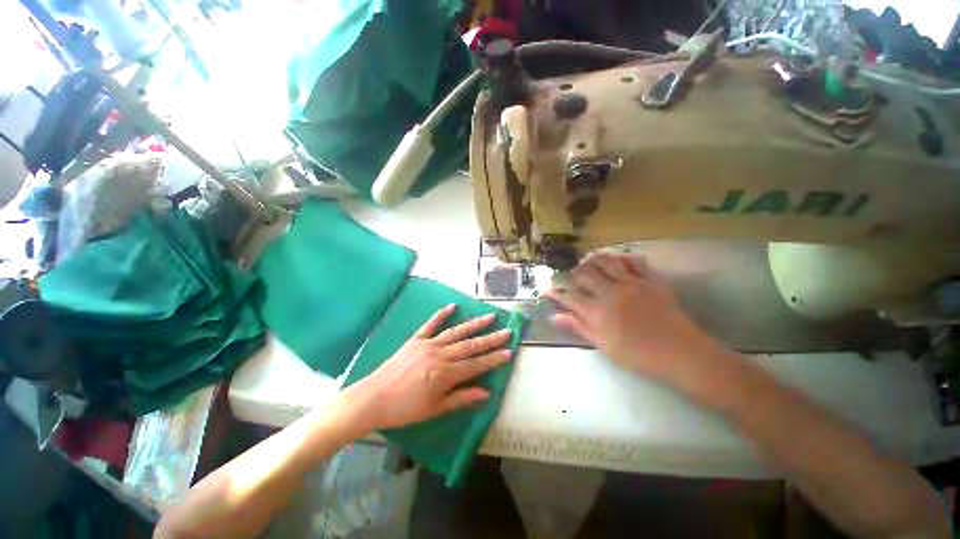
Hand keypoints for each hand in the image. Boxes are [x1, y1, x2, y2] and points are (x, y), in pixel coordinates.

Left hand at [345, 305, 512, 430]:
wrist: (373, 398)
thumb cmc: (405, 409)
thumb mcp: (435, 409)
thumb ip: (461, 398)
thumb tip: (486, 393)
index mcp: (445, 374)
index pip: (476, 364)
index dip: (494, 358)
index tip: (509, 351)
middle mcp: (440, 355)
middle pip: (470, 345)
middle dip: (490, 338)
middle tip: (507, 331)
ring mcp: (427, 344)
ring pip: (456, 332)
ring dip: (474, 324)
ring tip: (489, 317)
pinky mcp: (416, 339)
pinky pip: (431, 324)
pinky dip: (441, 315)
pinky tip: (452, 306)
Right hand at [547, 252, 721, 382]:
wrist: (680, 353)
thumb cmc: (638, 354)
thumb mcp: (604, 345)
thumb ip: (579, 327)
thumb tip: (555, 316)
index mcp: (598, 312)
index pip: (569, 296)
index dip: (556, 292)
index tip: (548, 289)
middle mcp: (611, 292)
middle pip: (585, 273)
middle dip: (574, 272)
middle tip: (572, 277)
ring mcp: (632, 283)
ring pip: (607, 261)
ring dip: (594, 260)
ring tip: (590, 264)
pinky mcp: (650, 279)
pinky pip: (634, 261)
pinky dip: (623, 258)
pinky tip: (618, 263)